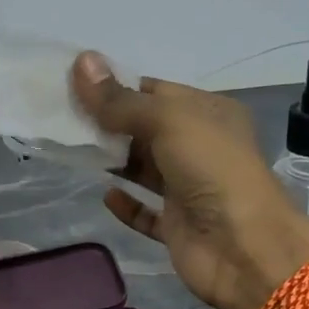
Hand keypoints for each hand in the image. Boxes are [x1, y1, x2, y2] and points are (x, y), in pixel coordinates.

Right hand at [71, 52, 308, 308]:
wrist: (244, 247)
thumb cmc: (211, 169)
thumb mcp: (167, 121)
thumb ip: (120, 100)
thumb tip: (81, 61)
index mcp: (208, 113)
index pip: (156, 92)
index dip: (118, 88)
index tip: (76, 86)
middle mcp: (200, 148)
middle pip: (146, 130)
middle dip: (109, 124)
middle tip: (64, 119)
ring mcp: (189, 189)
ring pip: (144, 170)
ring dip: (114, 162)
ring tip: (73, 151)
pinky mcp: (177, 227)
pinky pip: (146, 213)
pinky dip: (127, 205)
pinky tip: (106, 195)